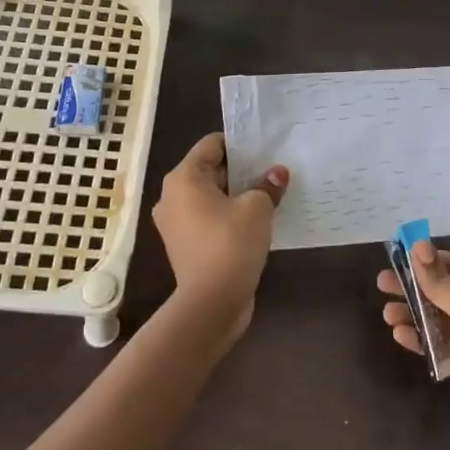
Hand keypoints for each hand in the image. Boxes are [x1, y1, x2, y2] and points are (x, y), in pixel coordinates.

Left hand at [151, 132, 287, 340]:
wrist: (211, 305)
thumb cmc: (230, 244)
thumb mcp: (257, 209)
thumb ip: (268, 186)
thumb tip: (277, 174)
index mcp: (183, 178)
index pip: (212, 144)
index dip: (239, 144)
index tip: (265, 149)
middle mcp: (172, 196)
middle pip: (210, 170)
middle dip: (241, 170)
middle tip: (272, 171)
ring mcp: (176, 224)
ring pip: (210, 197)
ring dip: (236, 195)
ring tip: (268, 195)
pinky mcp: (185, 246)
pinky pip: (209, 219)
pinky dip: (228, 217)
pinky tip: (256, 222)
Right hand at [376, 241, 449, 449]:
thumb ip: (441, 283)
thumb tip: (417, 245)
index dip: (426, 261)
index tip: (395, 258)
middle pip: (445, 290)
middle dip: (415, 288)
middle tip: (382, 284)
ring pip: (441, 318)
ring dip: (415, 315)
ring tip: (387, 315)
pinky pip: (442, 344)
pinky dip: (423, 339)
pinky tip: (401, 336)